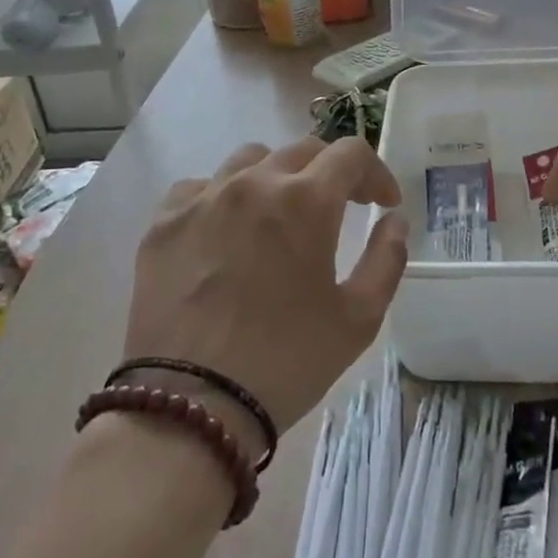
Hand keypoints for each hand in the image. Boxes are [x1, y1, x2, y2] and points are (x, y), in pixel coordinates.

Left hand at [124, 135, 408, 449]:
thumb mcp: (358, 320)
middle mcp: (253, 182)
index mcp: (305, 200)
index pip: (350, 153)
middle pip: (302, 150)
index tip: (383, 203)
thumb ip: (386, 260)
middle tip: (341, 208)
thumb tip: (393, 221)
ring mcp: (203, 198)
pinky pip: (200, 188)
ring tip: (280, 214)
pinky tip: (226, 231)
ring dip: (277, 177)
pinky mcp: (164, 222)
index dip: (376, 173)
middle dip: (331, 172)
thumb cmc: (286, 362)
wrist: (191, 407)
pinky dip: (224, 198)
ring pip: (249, 160)